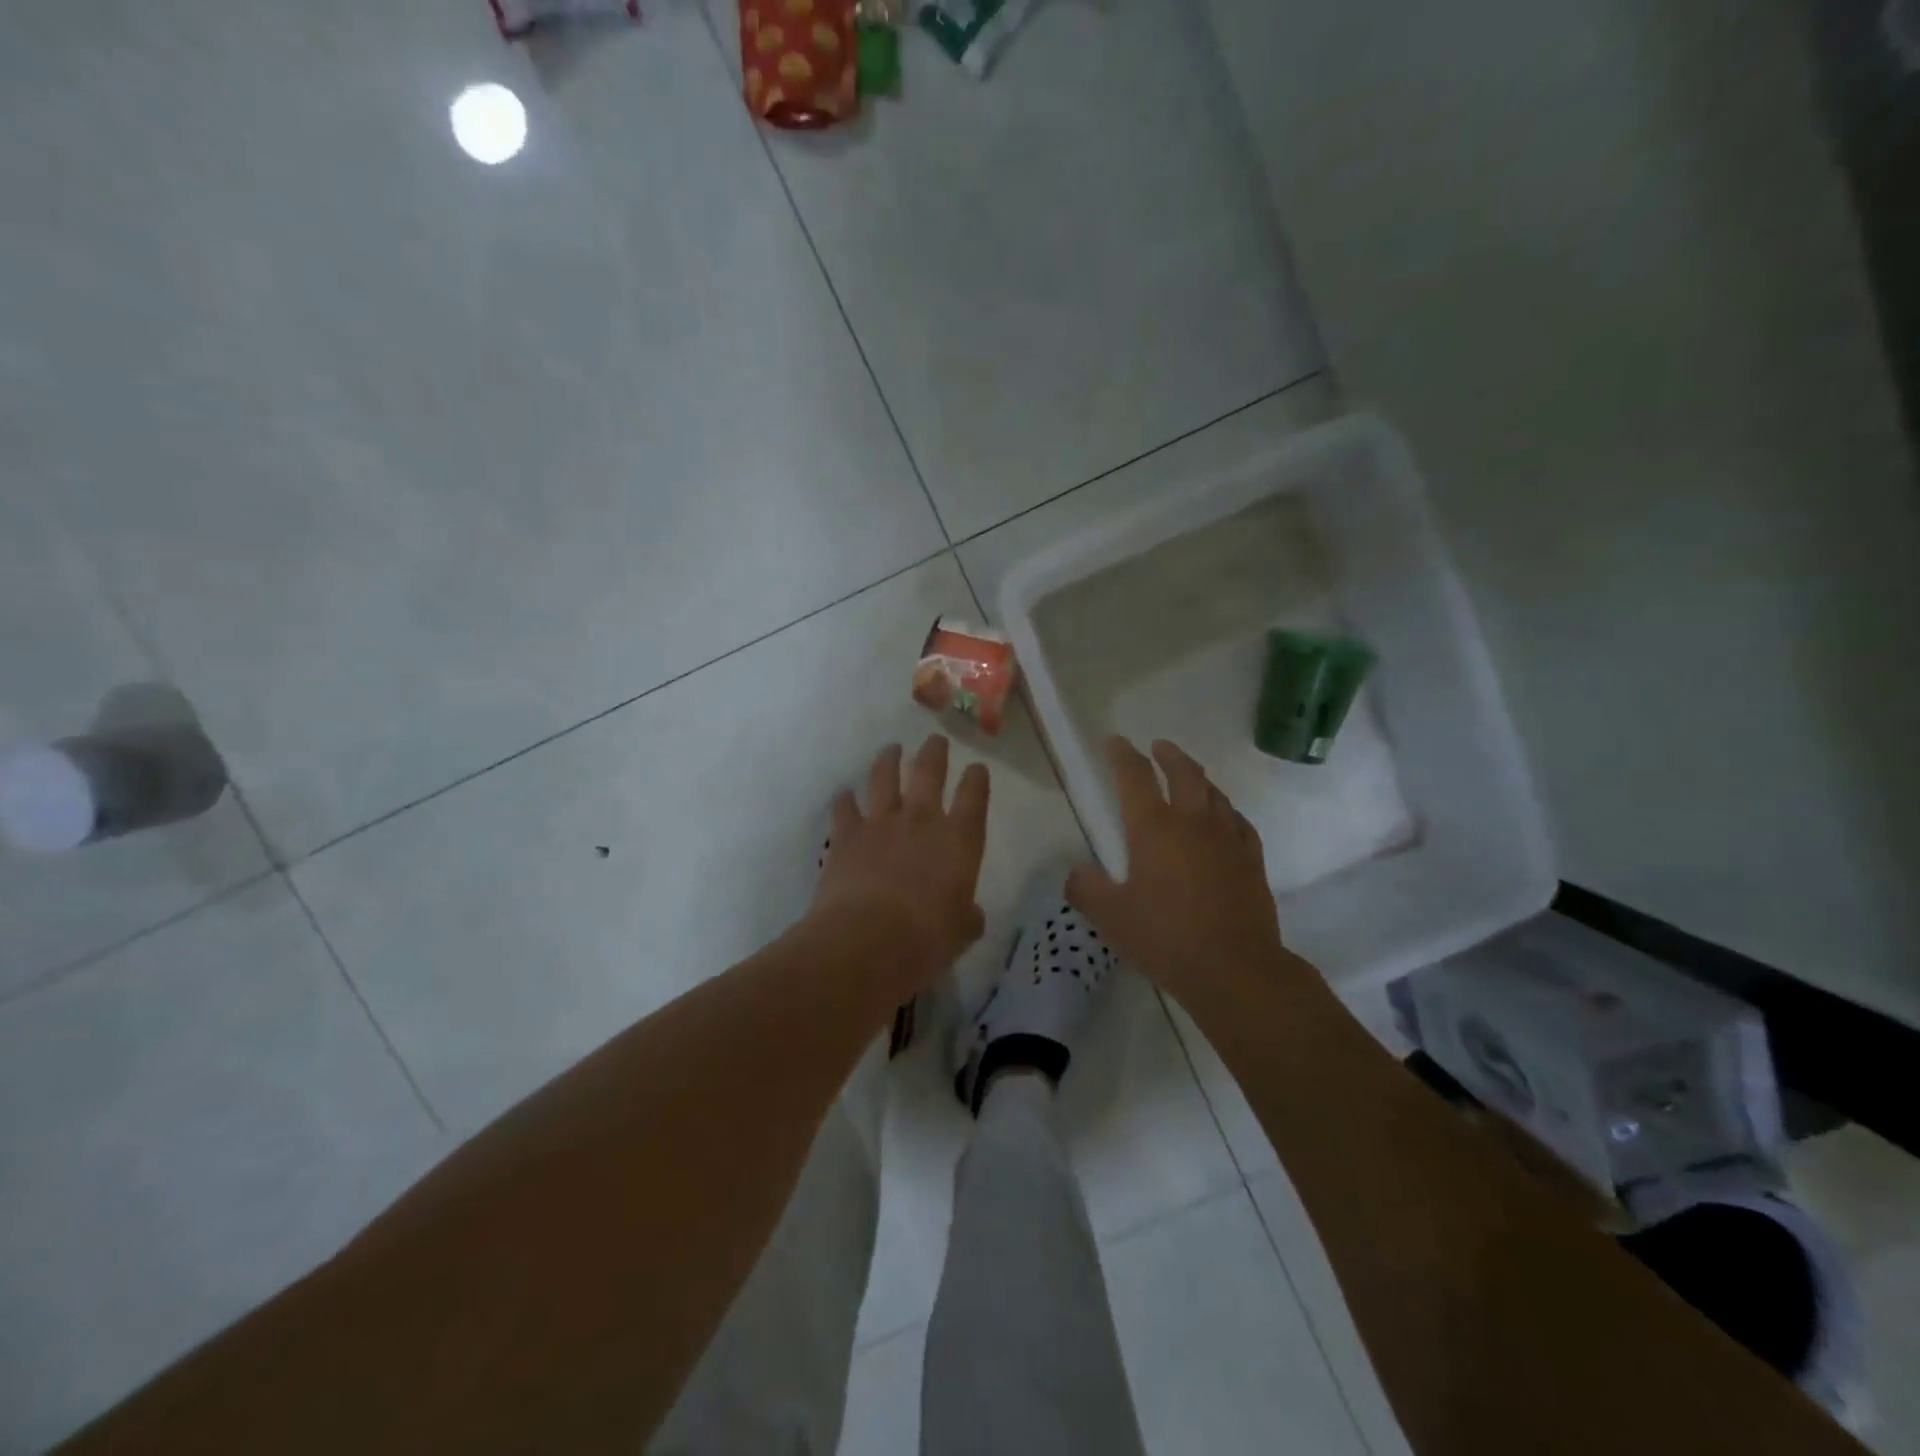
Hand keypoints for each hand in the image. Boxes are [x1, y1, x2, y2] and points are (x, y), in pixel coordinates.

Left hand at [810, 736, 989, 993]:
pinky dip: (846, 800)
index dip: (977, 780)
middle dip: (934, 753)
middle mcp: (921, 820)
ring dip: (889, 760)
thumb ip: (967, 917)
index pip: (974, 797)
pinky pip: (845, 808)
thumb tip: (970, 914)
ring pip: (884, 777)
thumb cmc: (925, 940)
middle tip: (935, 741)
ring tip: (891, 749)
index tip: (977, 768)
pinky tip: (845, 796)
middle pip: (929, 772)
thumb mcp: (960, 934)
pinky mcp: (845, 835)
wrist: (865, 942)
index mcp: (959, 841)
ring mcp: (880, 823)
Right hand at [1067, 737, 1306, 1002]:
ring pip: (1215, 793)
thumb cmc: (1166, 939)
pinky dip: (1226, 810)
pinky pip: (1239, 822)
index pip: (1134, 777)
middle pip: (1184, 773)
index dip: (1122, 755)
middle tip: (1158, 747)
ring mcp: (1227, 839)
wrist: (1236, 969)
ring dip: (1198, 777)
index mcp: (1154, 829)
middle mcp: (1193, 823)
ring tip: (1190, 775)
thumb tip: (1078, 873)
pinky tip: (1224, 818)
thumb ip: (1087, 889)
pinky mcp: (1251, 860)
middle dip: (1168, 756)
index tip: (1114, 741)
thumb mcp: (1111, 918)